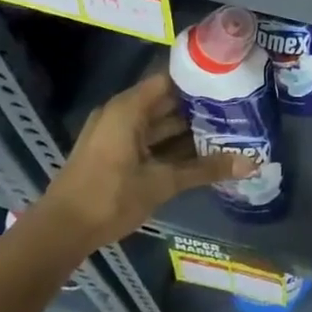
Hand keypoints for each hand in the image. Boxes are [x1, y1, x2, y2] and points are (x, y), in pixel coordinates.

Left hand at [38, 72, 249, 245]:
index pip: (170, 79)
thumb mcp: (163, 182)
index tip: (230, 80)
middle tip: (238, 109)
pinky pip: (150, 140)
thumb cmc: (110, 197)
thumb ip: (206, 169)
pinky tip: (201, 153)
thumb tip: (252, 163)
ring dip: (188, 129)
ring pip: (159, 124)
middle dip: (200, 107)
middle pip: (167, 101)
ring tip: (227, 130)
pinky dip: (172, 145)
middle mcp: (122, 114)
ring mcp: (116, 134)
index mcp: (129, 108)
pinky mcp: (114, 153)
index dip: (200, 78)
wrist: (59, 233)